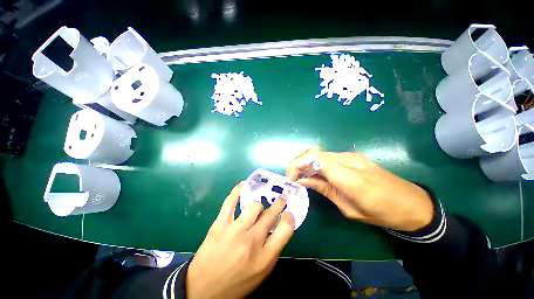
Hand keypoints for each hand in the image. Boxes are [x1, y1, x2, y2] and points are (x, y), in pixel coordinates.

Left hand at [186, 184, 294, 298]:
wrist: (203, 290)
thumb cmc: (236, 283)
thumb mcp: (260, 273)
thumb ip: (272, 249)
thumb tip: (278, 227)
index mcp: (264, 258)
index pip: (285, 229)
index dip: (289, 218)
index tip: (287, 214)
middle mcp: (251, 242)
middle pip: (270, 214)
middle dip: (279, 203)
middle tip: (281, 198)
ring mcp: (234, 231)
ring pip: (253, 206)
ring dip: (258, 205)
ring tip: (257, 207)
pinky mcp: (219, 225)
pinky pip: (230, 202)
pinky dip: (237, 191)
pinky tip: (242, 186)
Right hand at [286, 148, 432, 231]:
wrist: (412, 204)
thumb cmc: (382, 212)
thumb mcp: (348, 208)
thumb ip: (324, 189)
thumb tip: (302, 180)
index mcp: (348, 175)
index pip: (314, 157)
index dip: (297, 164)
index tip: (290, 177)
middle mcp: (348, 159)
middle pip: (314, 152)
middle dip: (298, 162)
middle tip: (293, 177)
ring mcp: (351, 156)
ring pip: (319, 153)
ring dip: (306, 163)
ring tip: (302, 177)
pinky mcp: (353, 157)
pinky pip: (328, 157)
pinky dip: (316, 164)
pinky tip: (316, 174)